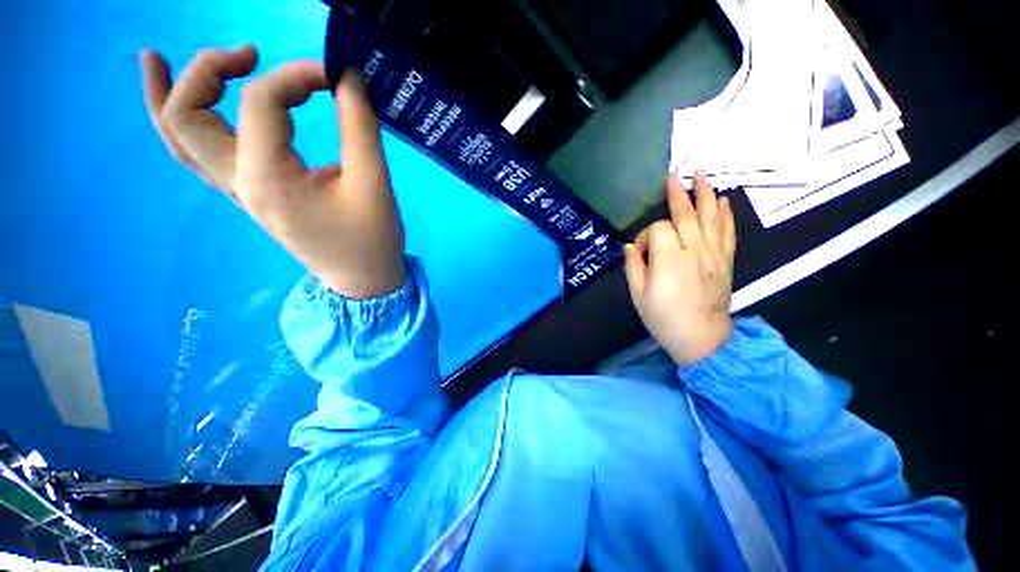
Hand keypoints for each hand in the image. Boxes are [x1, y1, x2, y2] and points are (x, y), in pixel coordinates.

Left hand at [140, 46, 404, 298]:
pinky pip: (198, 157)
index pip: (262, 102)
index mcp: (268, 179)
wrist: (364, 280)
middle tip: (249, 54)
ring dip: (167, 95)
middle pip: (186, 116)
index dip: (298, 74)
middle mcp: (239, 183)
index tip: (337, 75)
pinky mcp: (250, 196)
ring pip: (178, 139)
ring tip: (157, 57)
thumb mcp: (374, 182)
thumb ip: (359, 125)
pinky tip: (179, 100)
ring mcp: (238, 193)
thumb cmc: (373, 238)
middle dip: (208, 71)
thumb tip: (346, 75)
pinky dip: (182, 125)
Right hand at [624, 172, 736, 365]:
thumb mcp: (638, 295)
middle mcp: (694, 250)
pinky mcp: (726, 261)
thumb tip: (631, 246)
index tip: (640, 252)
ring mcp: (714, 254)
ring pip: (711, 217)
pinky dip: (726, 214)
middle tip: (674, 175)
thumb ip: (633, 266)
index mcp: (669, 259)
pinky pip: (728, 232)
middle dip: (678, 194)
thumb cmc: (664, 318)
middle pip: (687, 214)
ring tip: (702, 175)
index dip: (645, 236)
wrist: (702, 339)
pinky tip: (723, 201)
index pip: (658, 230)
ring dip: (705, 194)